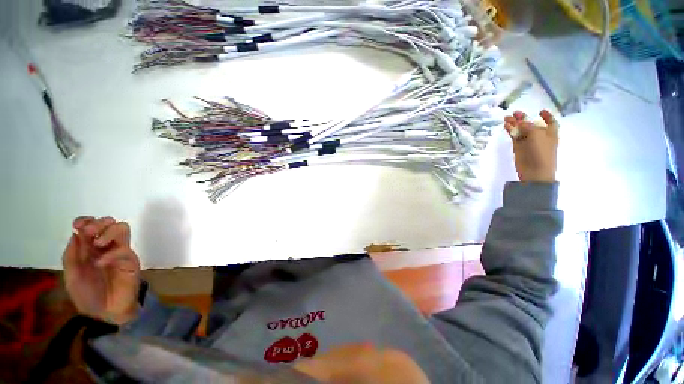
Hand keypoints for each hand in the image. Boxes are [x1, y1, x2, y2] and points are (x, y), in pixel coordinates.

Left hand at [63, 216, 140, 324]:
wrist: (106, 313)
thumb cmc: (87, 296)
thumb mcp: (72, 277)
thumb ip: (72, 256)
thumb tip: (75, 234)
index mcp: (89, 249)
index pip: (91, 226)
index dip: (86, 221)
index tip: (79, 225)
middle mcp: (105, 247)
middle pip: (109, 222)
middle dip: (99, 223)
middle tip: (90, 233)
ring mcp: (120, 253)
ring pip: (122, 229)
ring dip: (108, 232)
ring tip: (98, 244)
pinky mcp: (131, 261)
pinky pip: (124, 250)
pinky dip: (111, 253)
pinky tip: (101, 263)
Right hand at [504, 109, 558, 182]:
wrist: (534, 171)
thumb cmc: (541, 152)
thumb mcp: (536, 135)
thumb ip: (528, 126)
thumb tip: (520, 120)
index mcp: (550, 132)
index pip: (550, 121)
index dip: (546, 116)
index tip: (540, 111)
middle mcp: (539, 136)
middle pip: (531, 124)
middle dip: (524, 118)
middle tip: (514, 112)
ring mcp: (528, 142)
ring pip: (520, 129)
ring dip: (514, 123)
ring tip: (506, 118)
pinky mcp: (518, 147)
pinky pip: (514, 136)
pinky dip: (510, 131)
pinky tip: (505, 126)